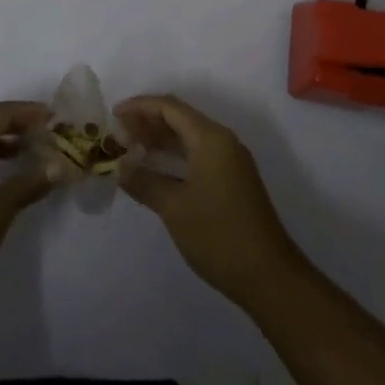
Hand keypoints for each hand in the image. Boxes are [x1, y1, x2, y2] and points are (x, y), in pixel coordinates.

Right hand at [115, 94, 304, 308]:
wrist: (270, 277)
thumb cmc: (219, 235)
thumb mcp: (174, 208)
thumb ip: (144, 182)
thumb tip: (120, 167)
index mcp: (210, 138)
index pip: (169, 107)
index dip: (140, 107)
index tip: (114, 116)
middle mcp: (222, 141)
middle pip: (180, 118)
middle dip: (149, 122)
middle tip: (120, 134)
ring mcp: (230, 161)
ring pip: (190, 136)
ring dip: (161, 139)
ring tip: (133, 149)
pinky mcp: (233, 180)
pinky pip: (198, 153)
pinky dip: (175, 155)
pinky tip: (158, 170)